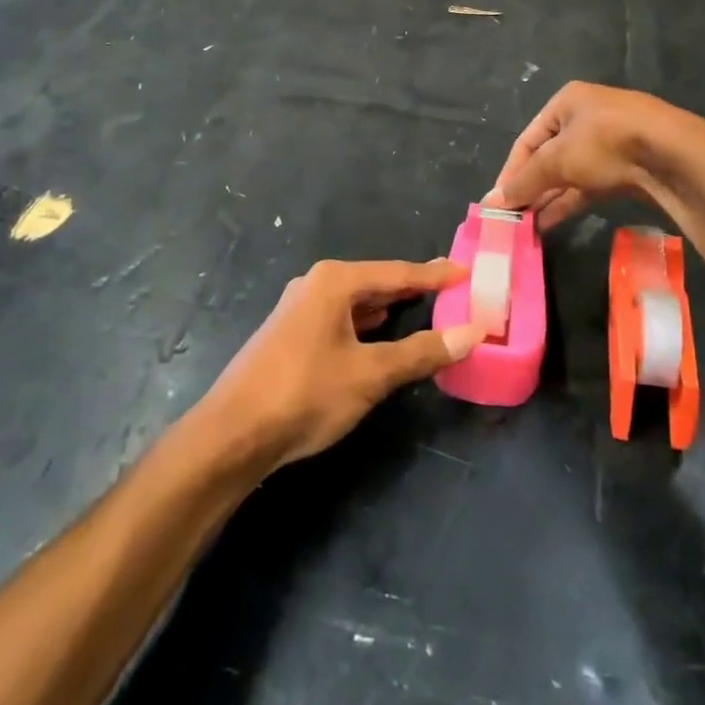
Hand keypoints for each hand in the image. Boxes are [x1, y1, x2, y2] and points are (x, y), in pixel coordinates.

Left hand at [203, 259, 478, 470]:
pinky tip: (378, 334)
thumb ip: (421, 352)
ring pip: (356, 302)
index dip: (435, 274)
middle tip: (451, 290)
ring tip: (423, 308)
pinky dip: (366, 324)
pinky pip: (340, 319)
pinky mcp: (290, 335)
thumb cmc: (306, 393)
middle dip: (412, 288)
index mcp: (335, 281)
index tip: (466, 271)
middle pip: (376, 282)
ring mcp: (298, 309)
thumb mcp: (370, 374)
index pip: (398, 272)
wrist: (232, 433)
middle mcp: (315, 285)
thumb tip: (471, 333)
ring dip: (389, 307)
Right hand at [487, 81, 698, 229]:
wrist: (673, 155)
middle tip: (513, 217)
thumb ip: (524, 182)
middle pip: (548, 157)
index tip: (499, 202)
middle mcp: (586, 117)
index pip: (527, 140)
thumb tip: (490, 202)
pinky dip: (569, 201)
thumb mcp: (557, 160)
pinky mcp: (626, 167)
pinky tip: (551, 223)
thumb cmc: (605, 143)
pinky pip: (589, 185)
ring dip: (548, 198)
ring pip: (569, 173)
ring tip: (527, 227)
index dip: (511, 172)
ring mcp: (609, 142)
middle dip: (530, 187)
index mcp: (567, 102)